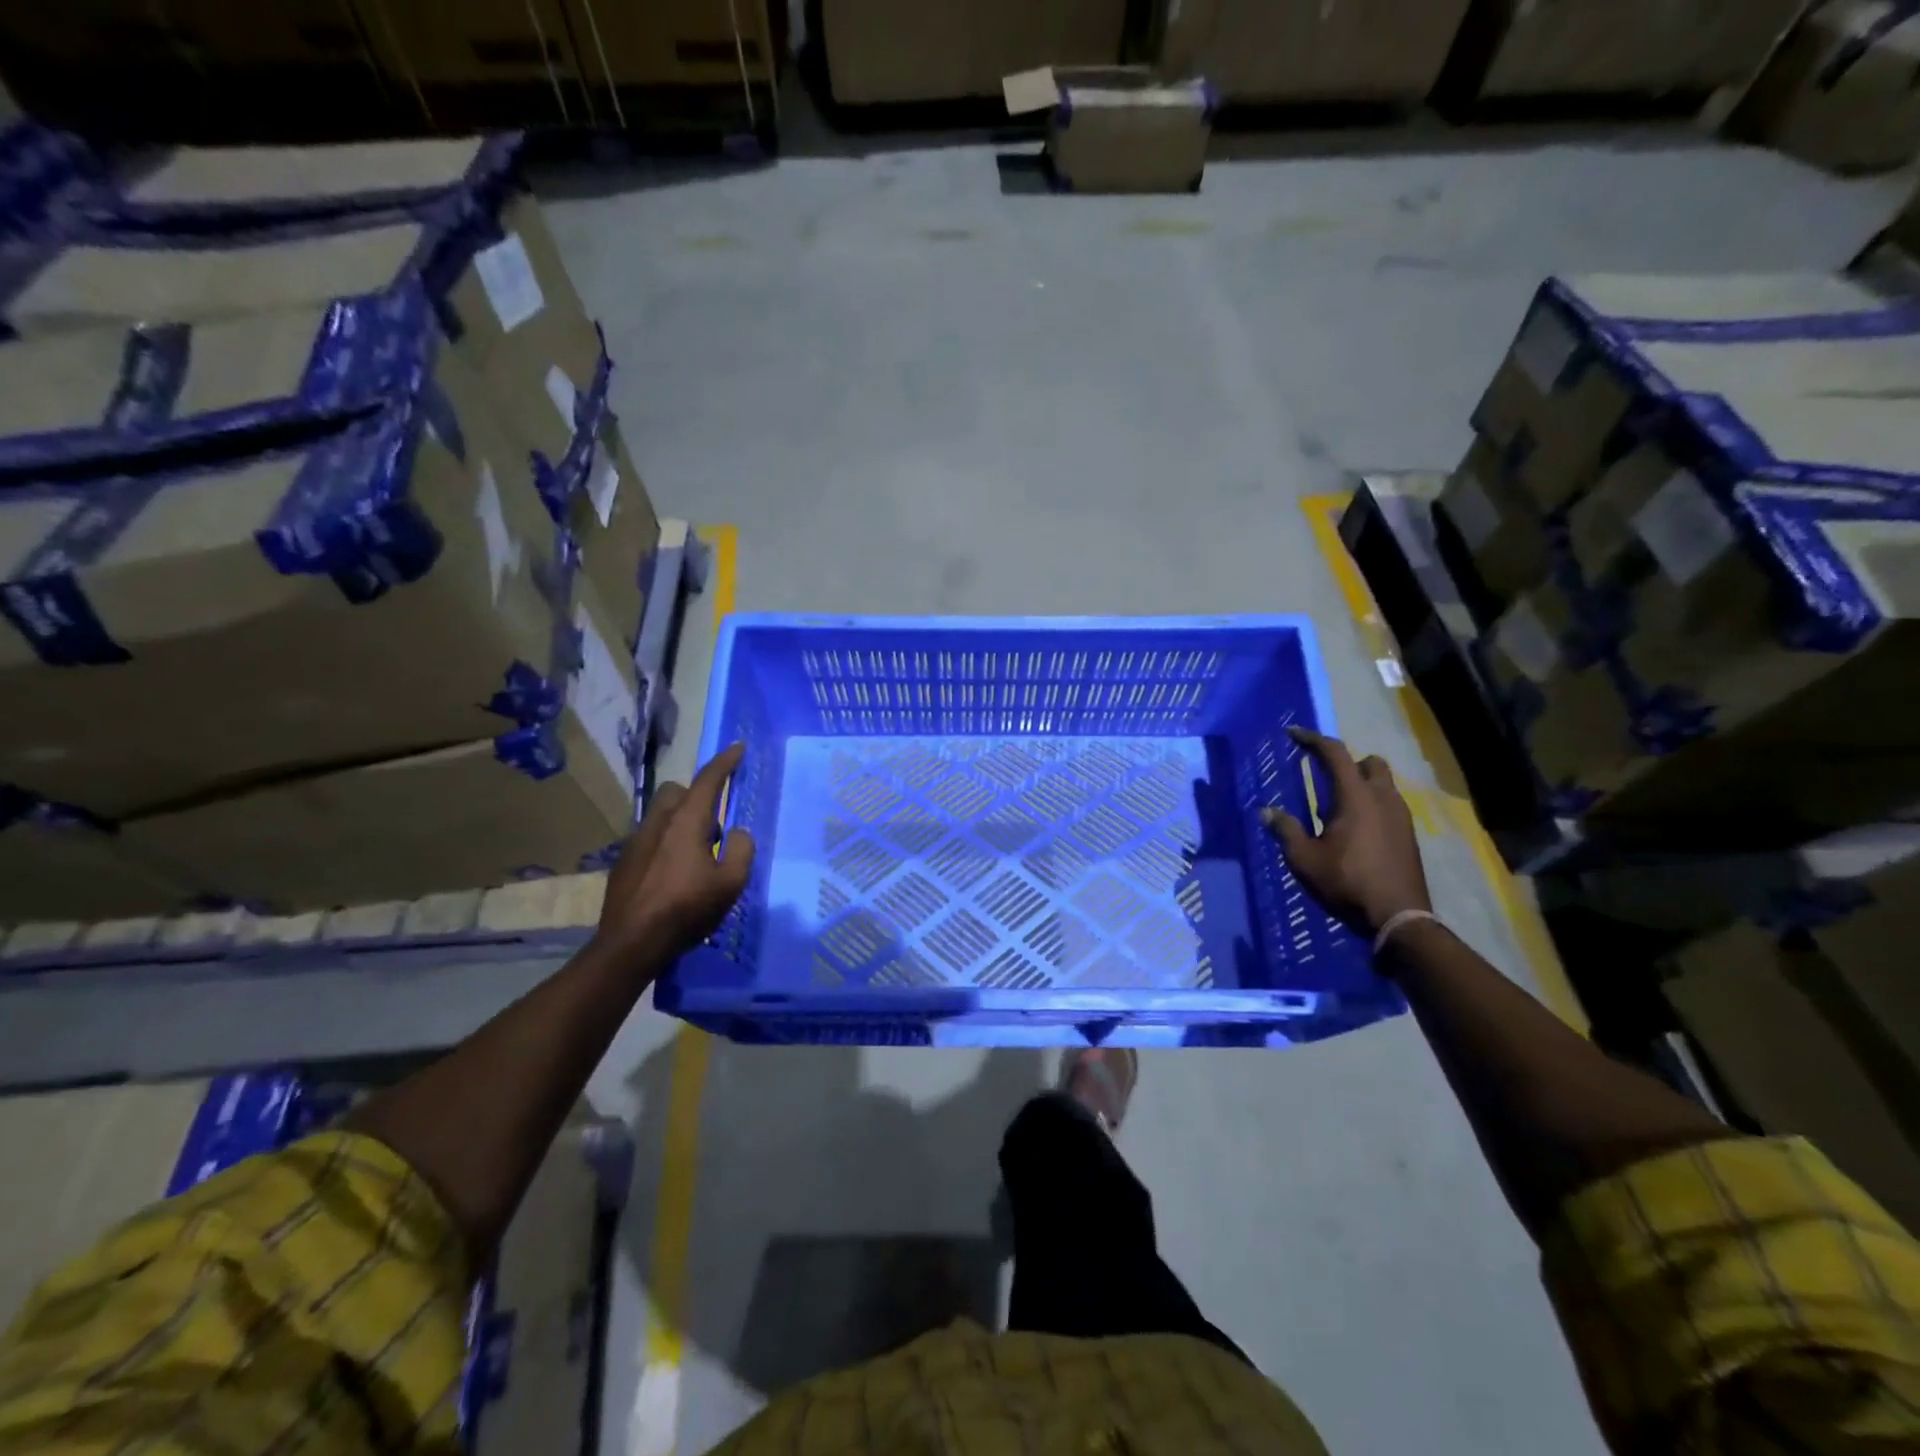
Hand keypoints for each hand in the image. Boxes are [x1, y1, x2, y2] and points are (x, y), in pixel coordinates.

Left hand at [594, 742, 755, 965]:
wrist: (631, 943)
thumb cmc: (687, 909)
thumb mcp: (730, 883)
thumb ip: (741, 850)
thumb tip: (736, 833)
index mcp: (687, 822)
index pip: (708, 780)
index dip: (725, 762)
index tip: (738, 748)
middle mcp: (658, 823)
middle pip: (677, 792)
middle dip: (696, 796)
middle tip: (713, 824)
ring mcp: (636, 842)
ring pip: (661, 815)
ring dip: (681, 822)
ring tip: (696, 856)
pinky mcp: (624, 863)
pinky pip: (650, 839)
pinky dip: (665, 844)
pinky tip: (673, 876)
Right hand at [1260, 728, 1429, 937]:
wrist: (1399, 916)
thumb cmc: (1347, 881)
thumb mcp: (1305, 858)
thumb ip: (1286, 830)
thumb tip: (1267, 812)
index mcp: (1356, 797)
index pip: (1335, 753)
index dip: (1312, 739)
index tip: (1293, 734)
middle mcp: (1383, 798)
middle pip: (1369, 762)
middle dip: (1347, 762)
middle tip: (1324, 776)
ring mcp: (1401, 816)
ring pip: (1383, 784)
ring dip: (1361, 784)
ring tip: (1336, 807)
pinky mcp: (1408, 834)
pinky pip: (1389, 805)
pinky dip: (1371, 805)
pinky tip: (1355, 830)